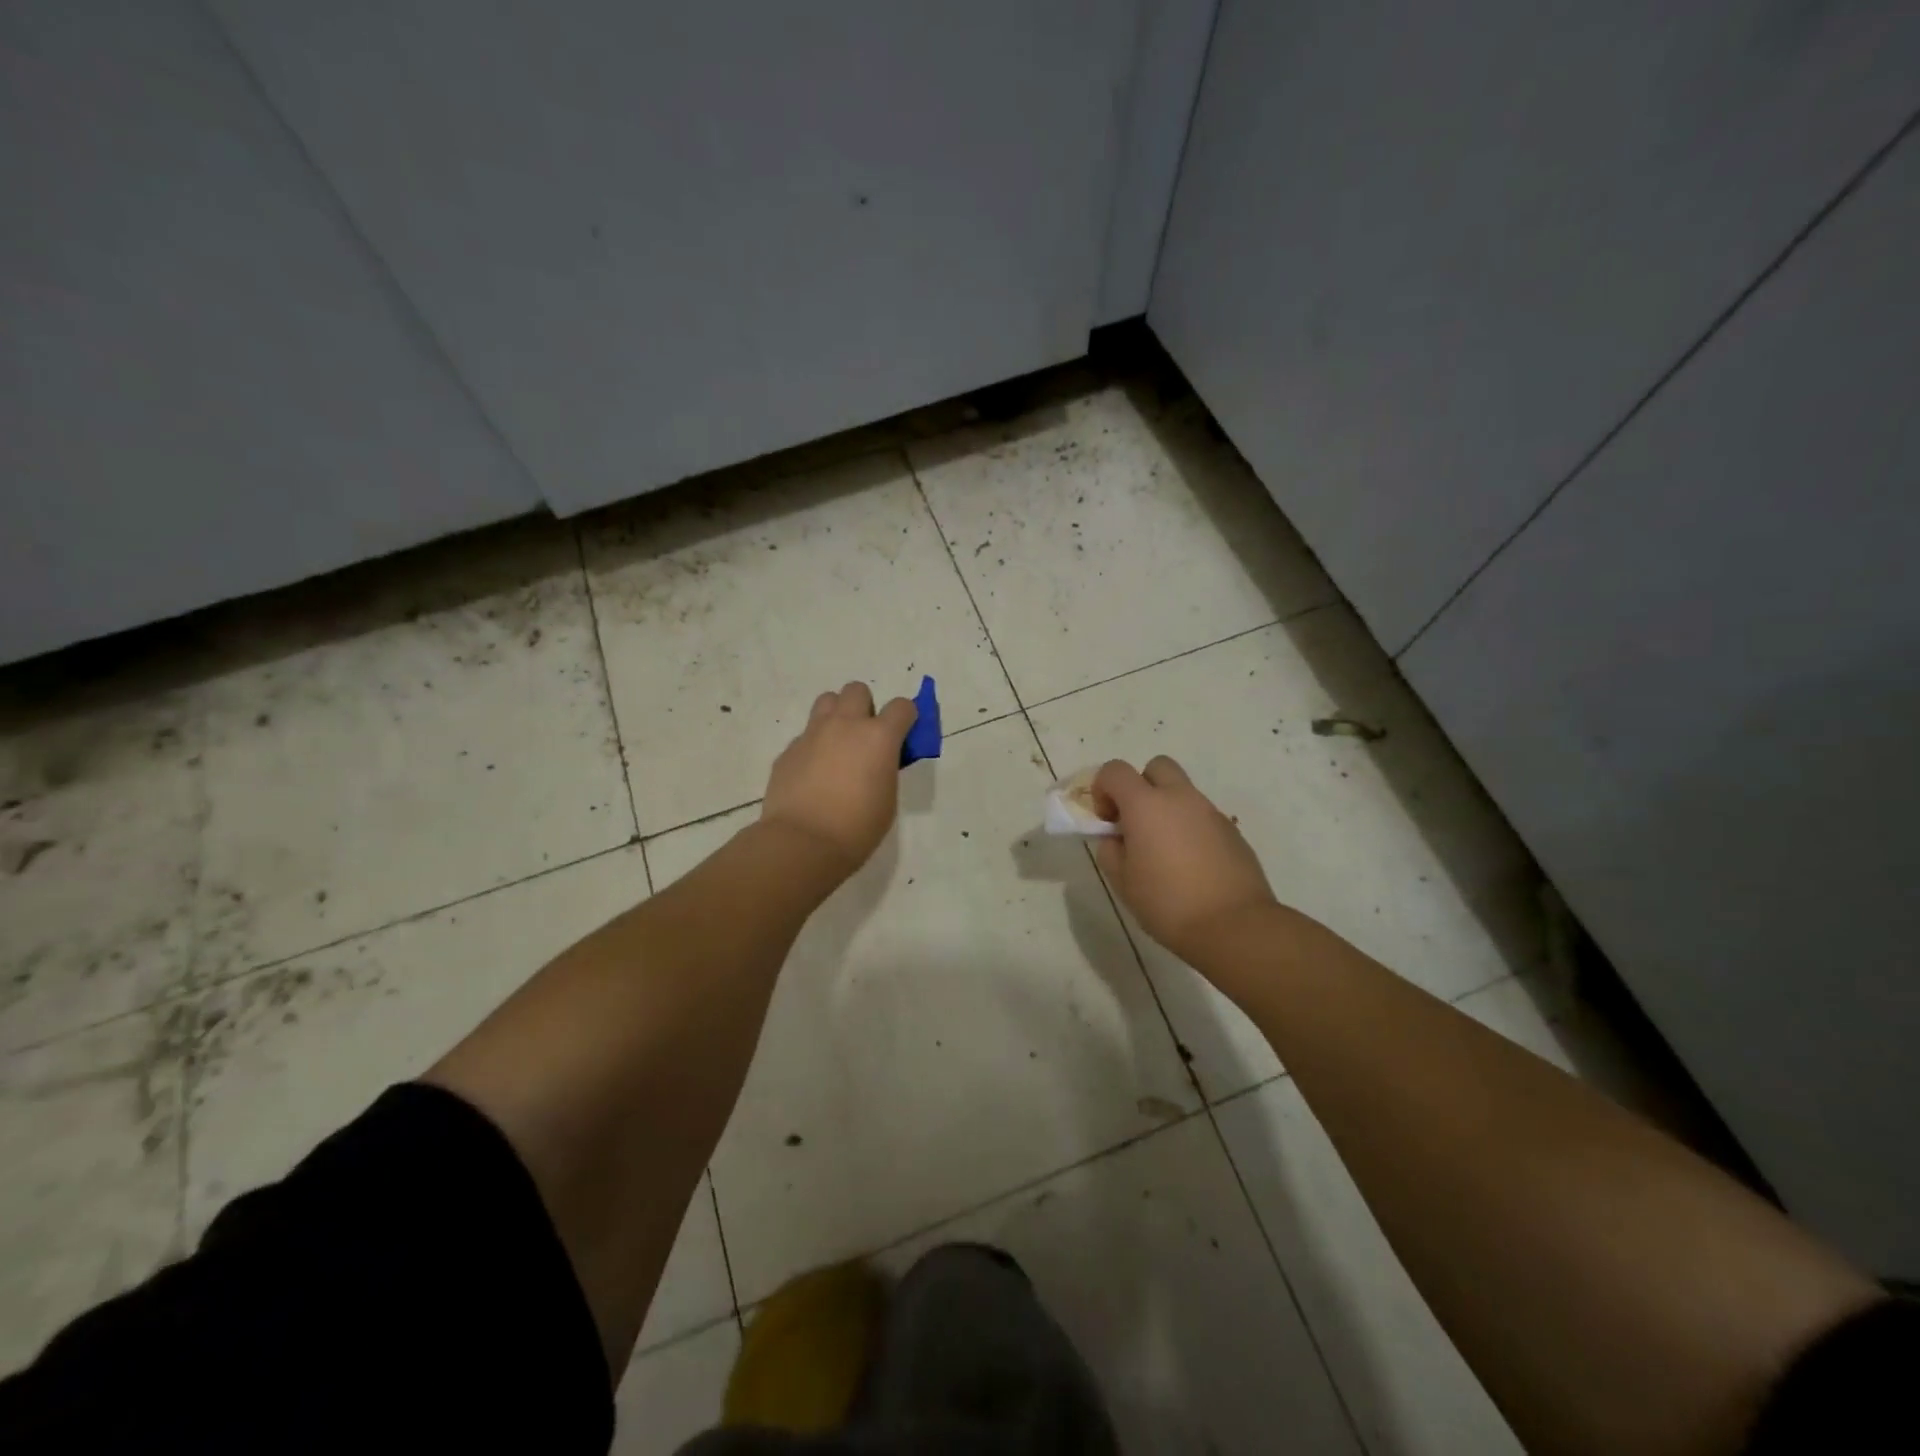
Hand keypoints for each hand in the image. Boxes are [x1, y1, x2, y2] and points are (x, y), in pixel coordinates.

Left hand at [760, 682, 916, 878]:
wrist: (803, 842)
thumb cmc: (858, 827)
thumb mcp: (887, 797)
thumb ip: (885, 768)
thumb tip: (877, 760)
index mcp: (879, 737)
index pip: (902, 706)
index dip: (906, 718)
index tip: (904, 735)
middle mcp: (845, 725)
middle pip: (857, 690)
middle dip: (865, 707)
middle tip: (865, 737)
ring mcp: (812, 734)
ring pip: (827, 701)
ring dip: (837, 716)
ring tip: (837, 746)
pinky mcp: (788, 750)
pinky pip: (805, 736)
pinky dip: (813, 747)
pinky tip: (813, 775)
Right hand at [1091, 756, 1276, 962]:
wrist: (1234, 926)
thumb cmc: (1167, 903)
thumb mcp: (1122, 881)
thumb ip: (1111, 850)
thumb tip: (1117, 838)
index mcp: (1146, 805)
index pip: (1114, 771)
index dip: (1102, 789)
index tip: (1106, 821)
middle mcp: (1180, 798)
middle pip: (1156, 767)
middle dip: (1140, 786)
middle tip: (1136, 823)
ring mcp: (1211, 812)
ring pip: (1182, 792)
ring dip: (1167, 809)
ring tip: (1164, 852)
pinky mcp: (1233, 831)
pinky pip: (1203, 817)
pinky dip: (1190, 828)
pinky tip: (1191, 866)